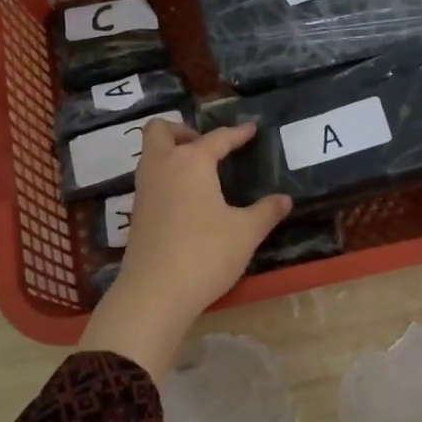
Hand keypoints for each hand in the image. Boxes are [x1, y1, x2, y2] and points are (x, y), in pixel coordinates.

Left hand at [81, 119, 290, 380]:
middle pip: (160, 130)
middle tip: (207, 147)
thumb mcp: (246, 232)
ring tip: (200, 172)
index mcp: (191, 162)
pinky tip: (187, 199)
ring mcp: (144, 190)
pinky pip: (150, 179)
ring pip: (150, 154)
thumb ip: (266, 211)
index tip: (251, 129)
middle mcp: (162, 166)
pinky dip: (166, 177)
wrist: (155, 293)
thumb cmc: (205, 253)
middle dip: (183, 131)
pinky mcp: (136, 213)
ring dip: (171, 153)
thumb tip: (285, 199)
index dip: (237, 133)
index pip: (217, 138)